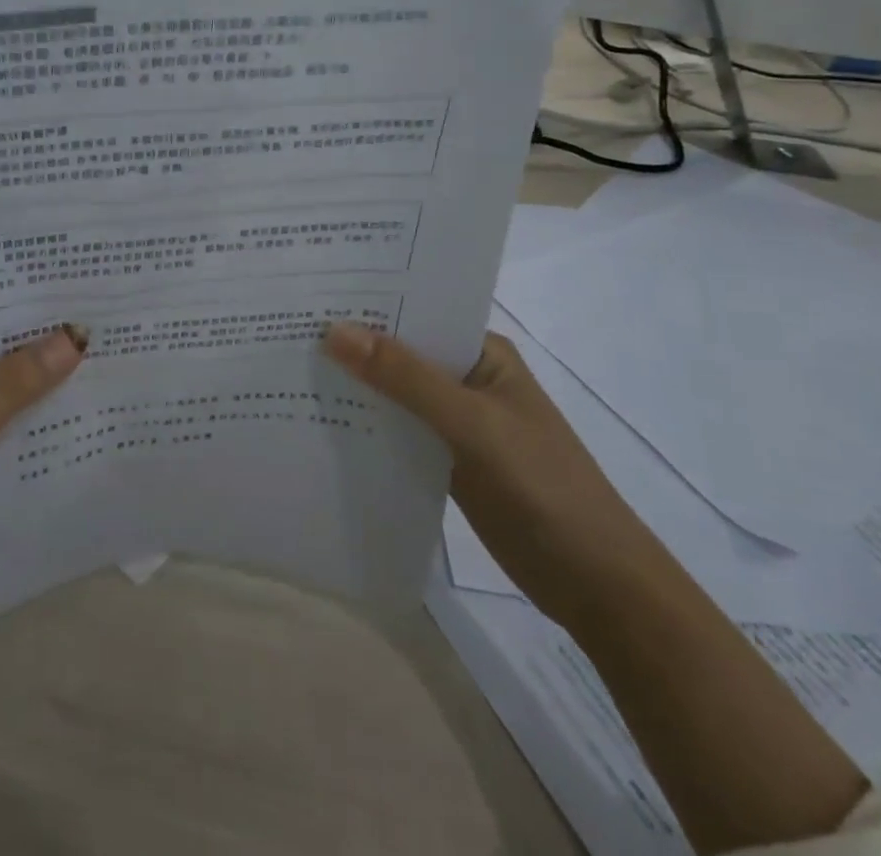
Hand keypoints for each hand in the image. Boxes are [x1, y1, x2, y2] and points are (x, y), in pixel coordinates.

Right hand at [321, 322, 668, 630]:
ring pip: (394, 393)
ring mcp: (456, 421)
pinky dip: (366, 425)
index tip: (309, 294)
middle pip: (400, 353)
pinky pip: (397, 431)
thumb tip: (334, 330)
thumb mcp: (472, 424)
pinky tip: (320, 421)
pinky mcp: (446, 460)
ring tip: (287, 367)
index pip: (416, 313)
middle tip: (284, 327)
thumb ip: (405, 378)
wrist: (597, 586)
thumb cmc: (543, 486)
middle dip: (351, 345)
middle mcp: (465, 378)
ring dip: (355, 386)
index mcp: (481, 353)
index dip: (366, 304)